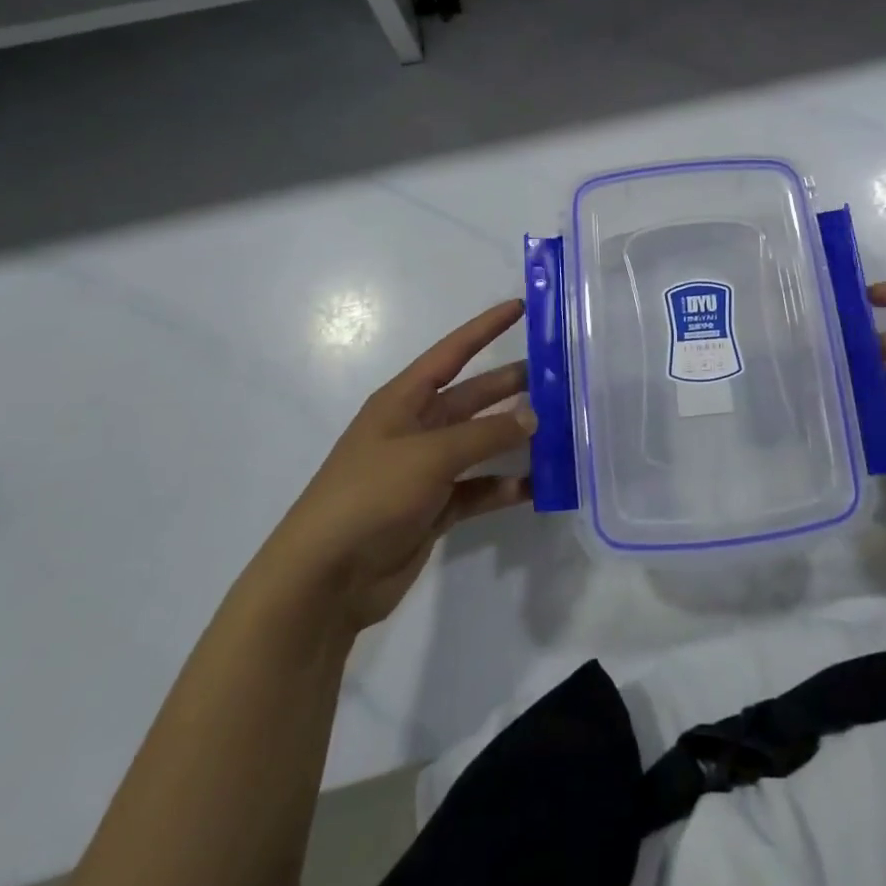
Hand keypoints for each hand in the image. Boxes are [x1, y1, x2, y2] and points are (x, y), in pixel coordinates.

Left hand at [259, 301, 533, 635]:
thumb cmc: (371, 495)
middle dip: (511, 384)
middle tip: (558, 376)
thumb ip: (486, 434)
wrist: (325, 578)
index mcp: (403, 401)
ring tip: (559, 428)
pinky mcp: (434, 508)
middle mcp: (416, 428)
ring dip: (514, 437)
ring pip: (480, 443)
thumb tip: (534, 415)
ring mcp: (425, 470)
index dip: (485, 328)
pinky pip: (478, 488)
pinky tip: (537, 485)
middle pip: (473, 397)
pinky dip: (504, 486)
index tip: (521, 306)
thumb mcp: (430, 455)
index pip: (452, 353)